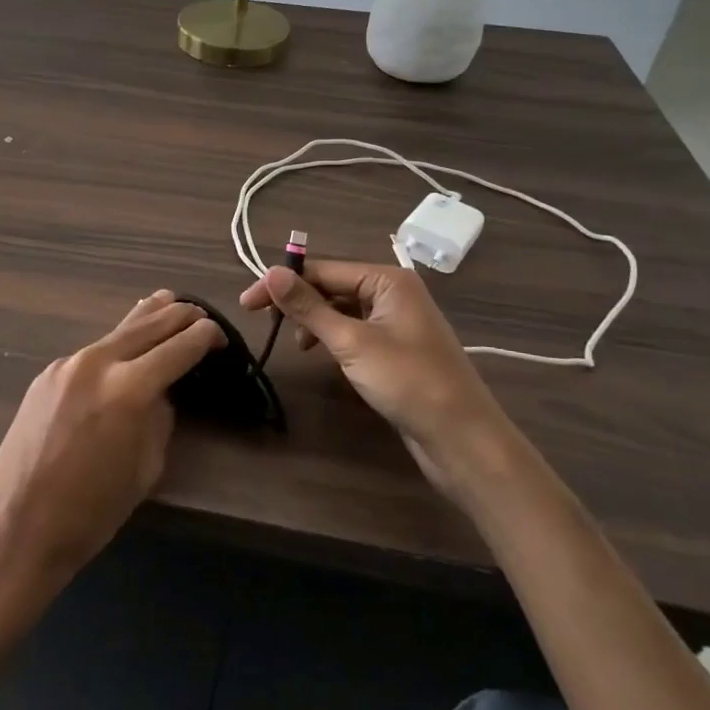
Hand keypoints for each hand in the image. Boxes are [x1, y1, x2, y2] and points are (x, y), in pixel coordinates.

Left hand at [0, 290, 222, 591]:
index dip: (205, 337)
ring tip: (168, 301)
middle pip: (150, 323)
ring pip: (118, 329)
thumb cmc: (93, 511)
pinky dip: (116, 344)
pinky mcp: (48, 373)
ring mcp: (68, 363)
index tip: (220, 336)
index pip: (180, 346)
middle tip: (202, 316)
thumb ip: (160, 417)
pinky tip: (125, 344)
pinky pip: (92, 351)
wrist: (19, 524)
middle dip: (181, 315)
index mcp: (130, 388)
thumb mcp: (146, 466)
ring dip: (148, 317)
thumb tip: (161, 391)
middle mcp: (99, 362)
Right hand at [240, 261, 508, 491]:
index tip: (247, 303)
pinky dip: (333, 337)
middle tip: (264, 323)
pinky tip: (322, 354)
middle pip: (332, 286)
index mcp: (387, 279)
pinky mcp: (397, 348)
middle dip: (299, 302)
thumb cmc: (408, 382)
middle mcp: (393, 292)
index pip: (322, 270)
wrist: (462, 439)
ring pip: (342, 309)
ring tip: (300, 345)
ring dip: (315, 321)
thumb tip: (270, 273)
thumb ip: (309, 307)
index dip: (282, 284)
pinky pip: (355, 330)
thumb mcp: (351, 342)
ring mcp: (397, 321)